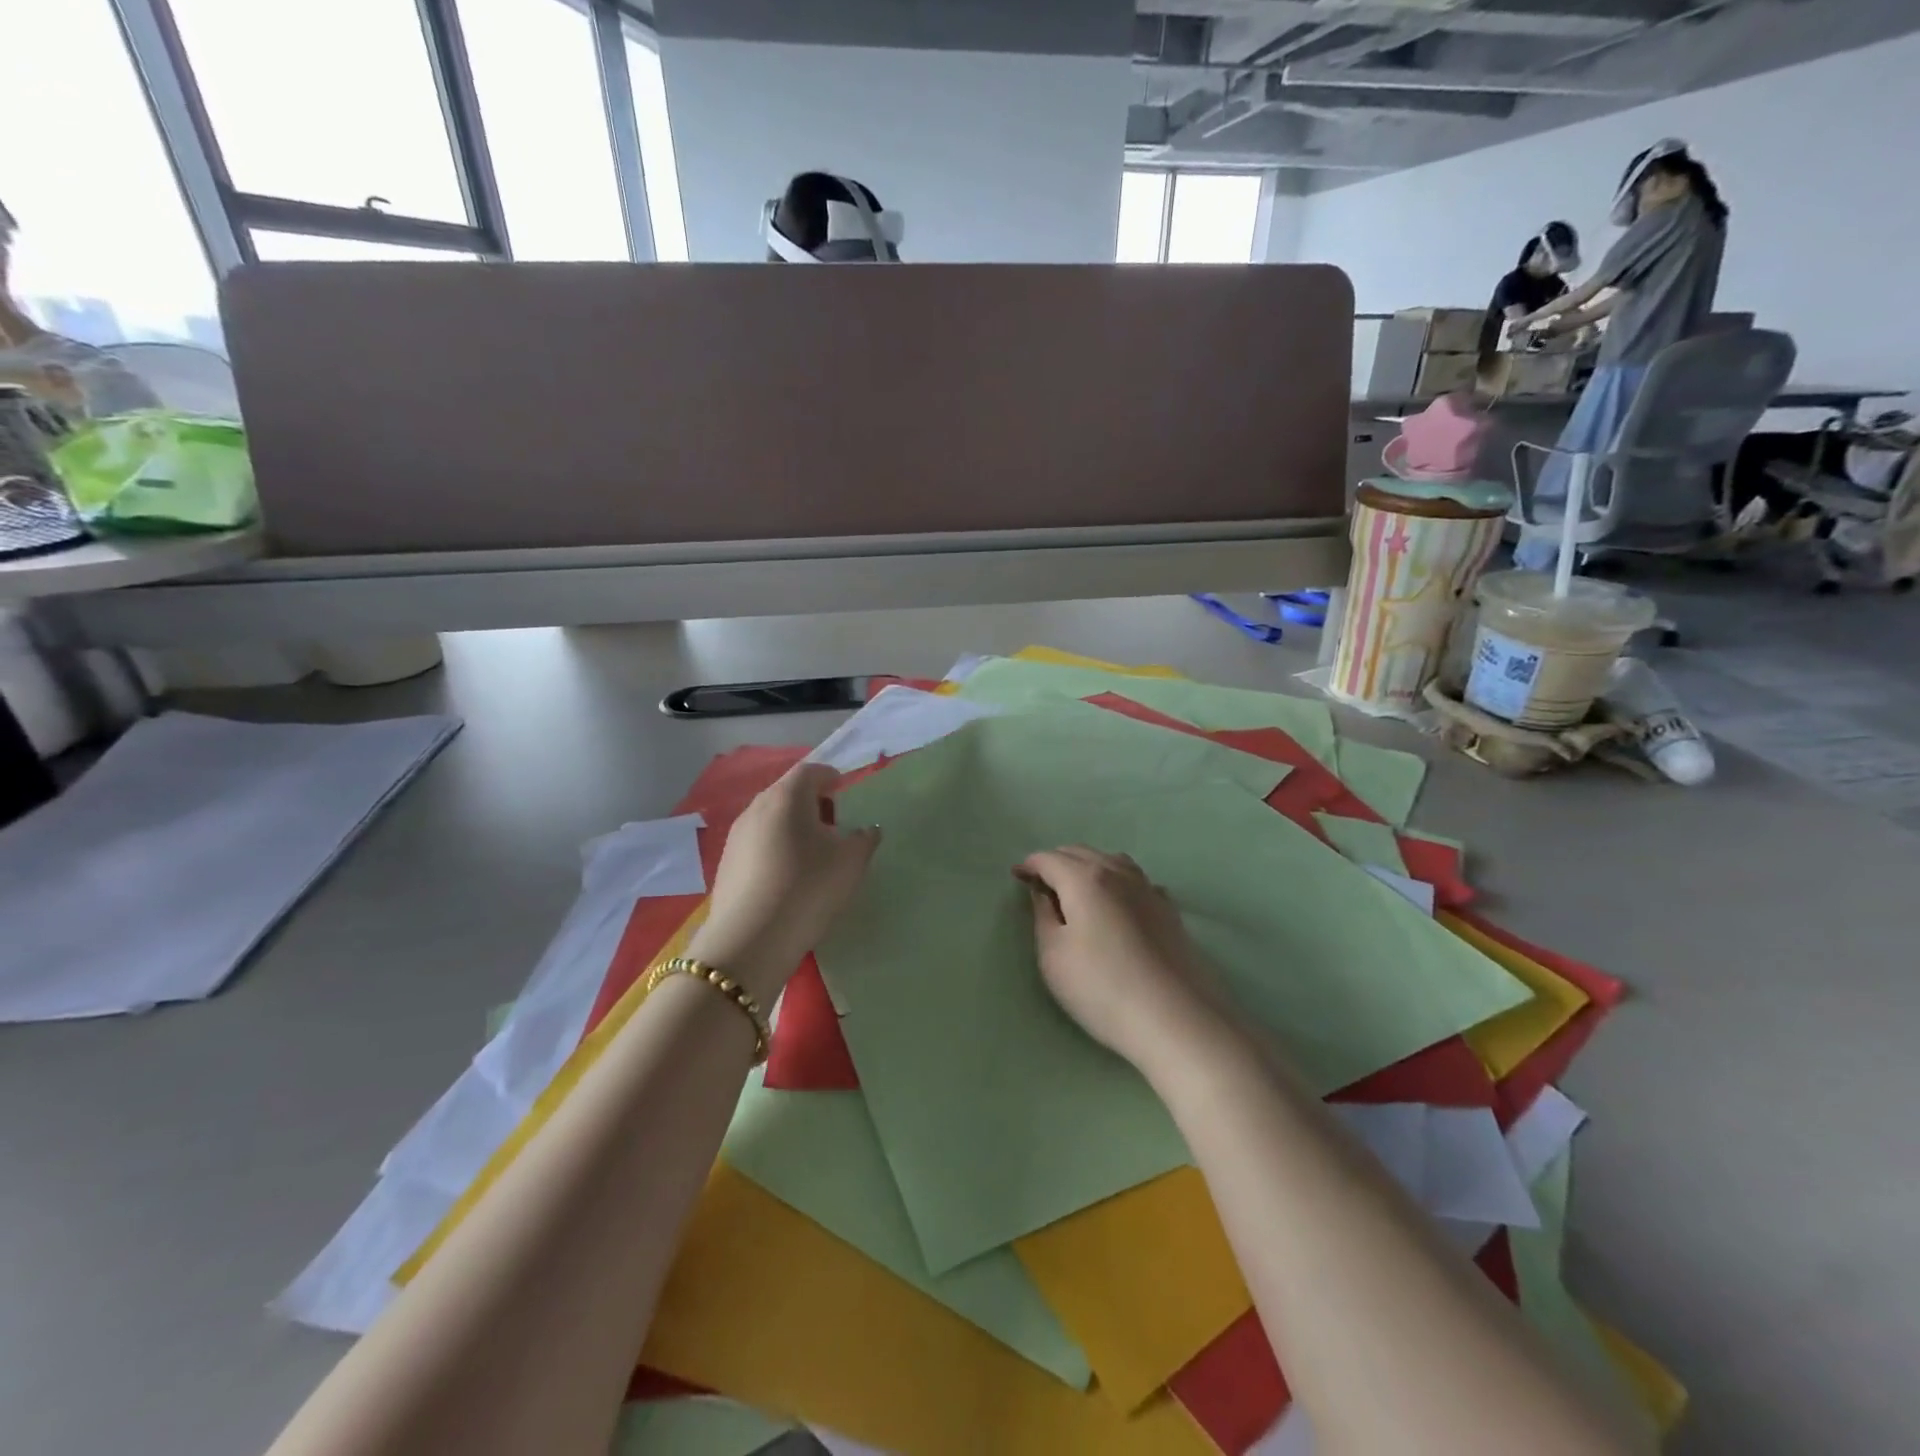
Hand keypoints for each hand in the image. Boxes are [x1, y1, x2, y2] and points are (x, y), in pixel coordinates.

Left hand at [688, 762, 879, 1003]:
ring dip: (791, 825)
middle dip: (810, 801)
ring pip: (770, 818)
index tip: (843, 789)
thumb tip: (867, 829)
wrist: (750, 940)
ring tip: (812, 851)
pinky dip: (775, 846)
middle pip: (787, 792)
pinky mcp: (726, 863)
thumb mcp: (850, 863)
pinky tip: (787, 874)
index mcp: (787, 797)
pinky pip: (757, 842)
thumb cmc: (808, 887)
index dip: (829, 776)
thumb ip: (864, 839)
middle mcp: (757, 807)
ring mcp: (737, 835)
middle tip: (832, 821)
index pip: (810, 771)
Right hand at [1017, 847, 1227, 1072]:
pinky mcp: (1169, 910)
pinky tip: (1118, 903)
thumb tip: (1043, 893)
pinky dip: (1117, 882)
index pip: (1049, 859)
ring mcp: (1148, 888)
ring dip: (1088, 867)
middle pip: (1081, 853)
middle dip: (1056, 862)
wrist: (1176, 1019)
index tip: (1016, 877)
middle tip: (1041, 884)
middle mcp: (1118, 873)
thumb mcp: (1054, 957)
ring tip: (1077, 890)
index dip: (1029, 865)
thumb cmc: (1102, 988)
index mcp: (1085, 879)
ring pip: (1112, 861)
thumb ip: (1043, 917)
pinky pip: (1136, 881)